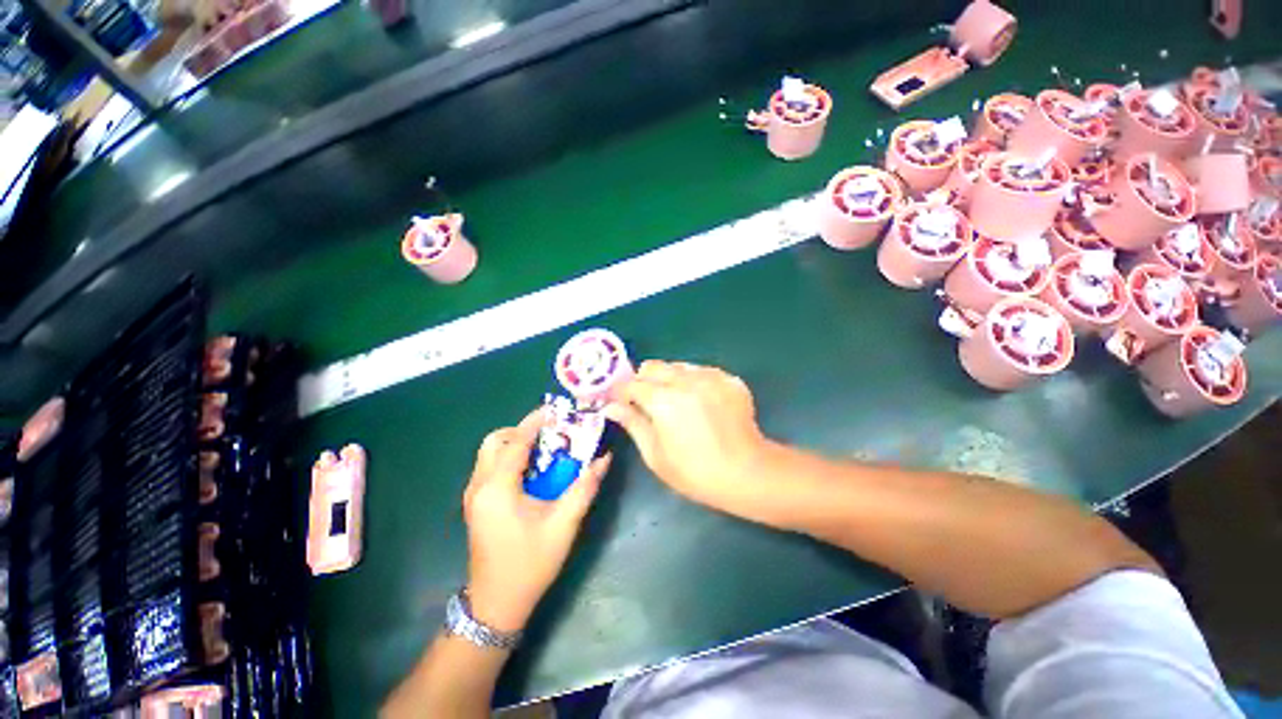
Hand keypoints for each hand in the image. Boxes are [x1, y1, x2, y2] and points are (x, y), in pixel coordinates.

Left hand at [463, 408, 610, 633]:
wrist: (497, 604)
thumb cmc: (530, 564)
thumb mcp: (564, 524)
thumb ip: (585, 487)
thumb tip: (604, 457)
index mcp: (497, 488)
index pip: (516, 441)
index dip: (536, 421)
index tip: (557, 409)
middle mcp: (479, 486)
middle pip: (495, 441)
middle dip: (522, 431)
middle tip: (550, 435)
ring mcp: (473, 495)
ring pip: (490, 453)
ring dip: (516, 444)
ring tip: (545, 450)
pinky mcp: (476, 504)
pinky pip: (491, 467)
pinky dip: (511, 459)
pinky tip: (533, 472)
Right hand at [606, 361, 768, 516]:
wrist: (746, 472)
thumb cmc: (694, 471)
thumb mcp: (655, 454)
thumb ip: (632, 424)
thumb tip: (610, 407)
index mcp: (661, 399)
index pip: (631, 384)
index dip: (622, 393)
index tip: (622, 403)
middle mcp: (684, 380)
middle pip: (653, 366)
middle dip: (644, 380)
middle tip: (647, 401)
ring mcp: (709, 376)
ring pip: (678, 366)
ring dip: (669, 379)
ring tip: (677, 401)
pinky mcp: (728, 379)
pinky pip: (703, 371)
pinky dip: (695, 381)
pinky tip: (701, 402)